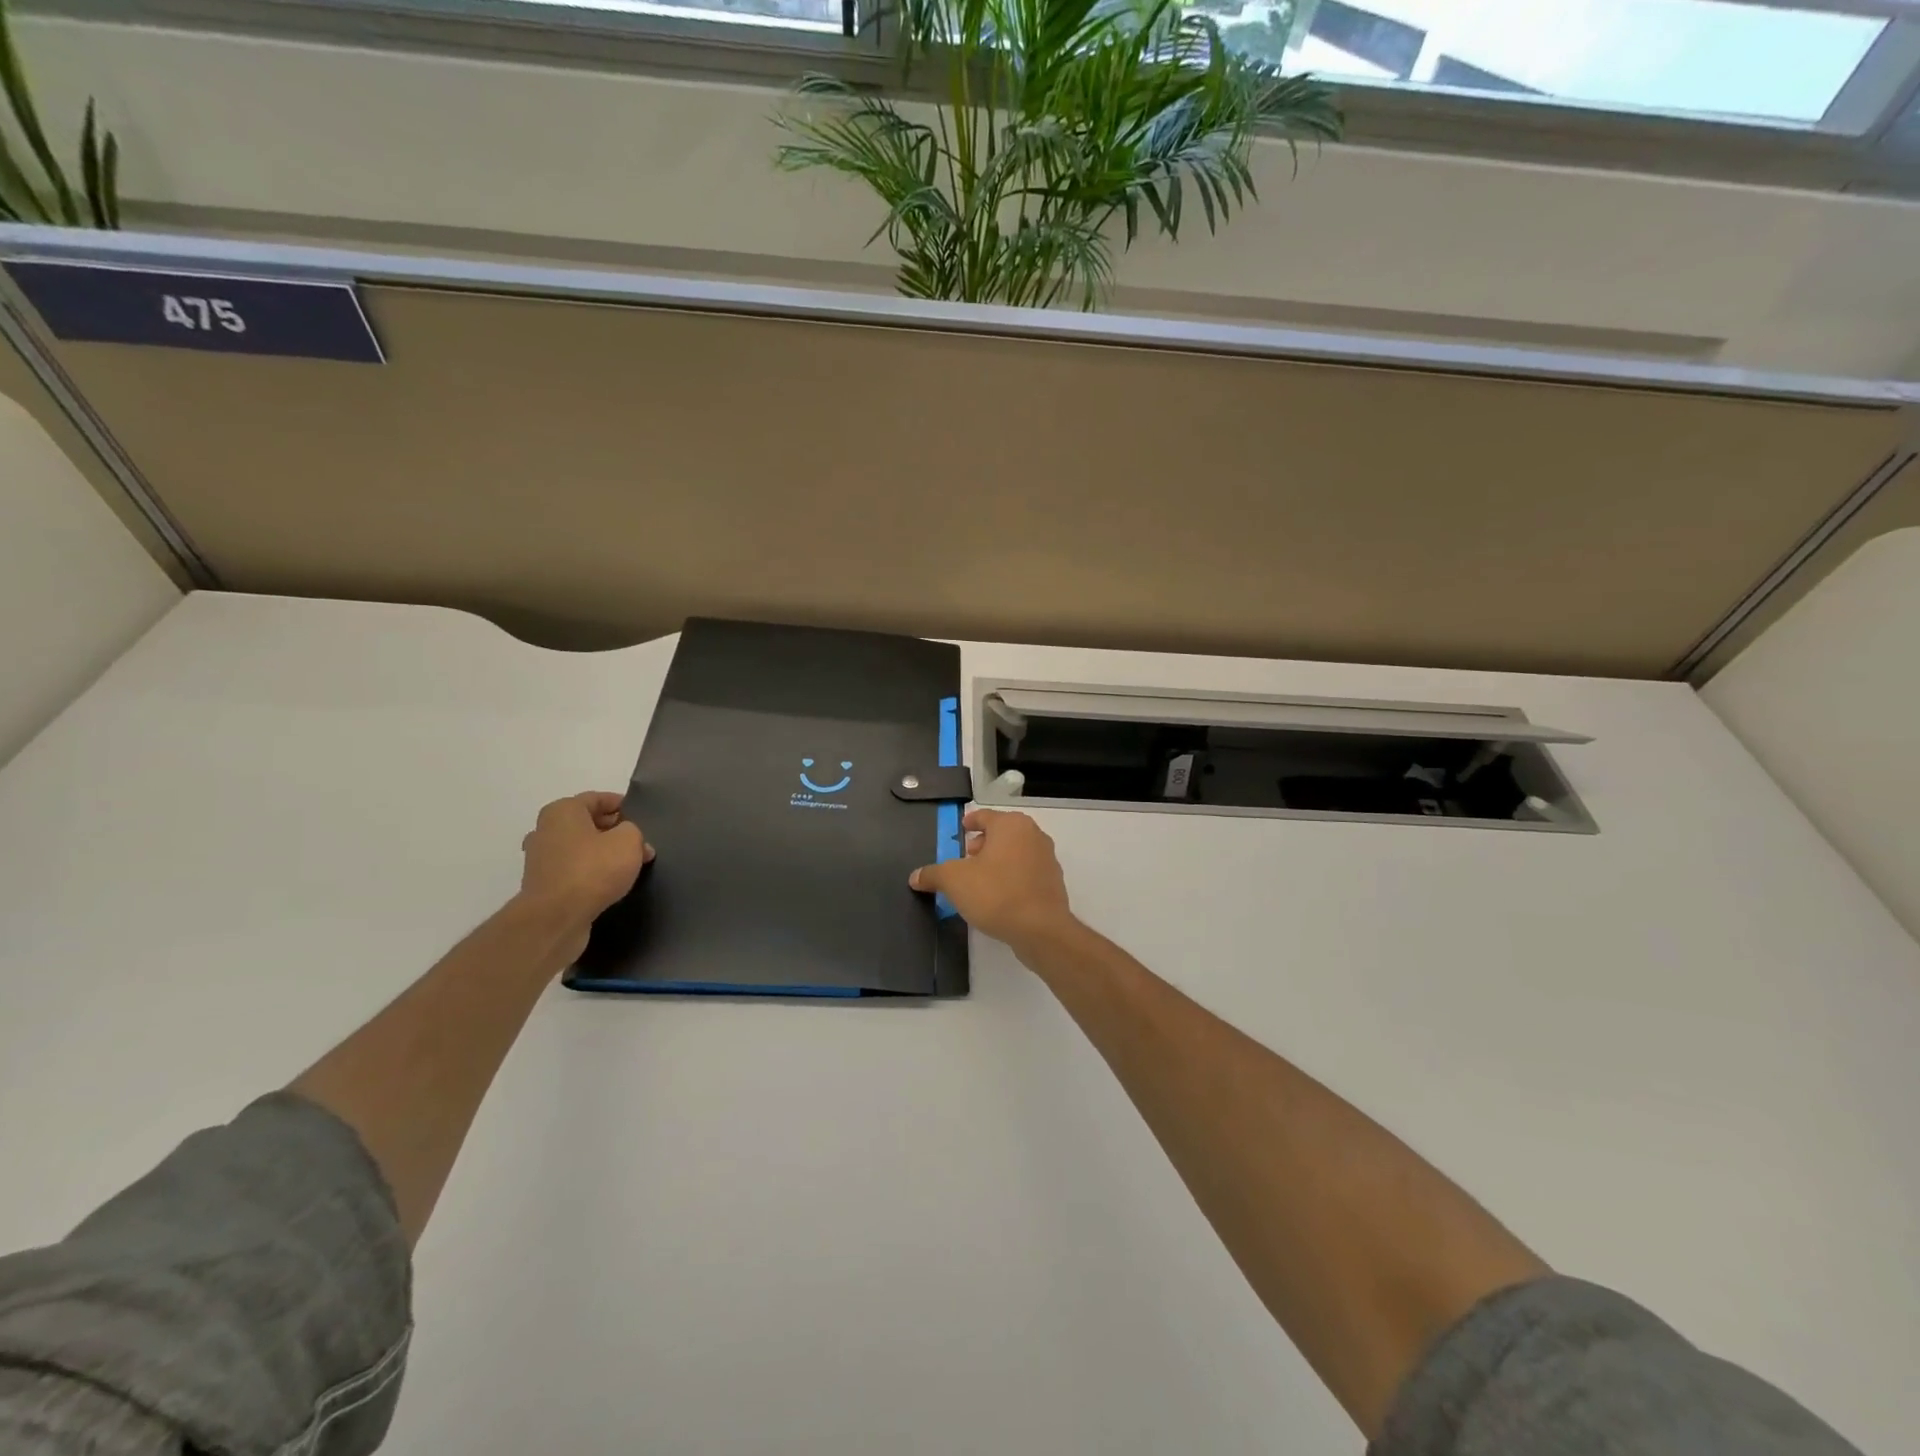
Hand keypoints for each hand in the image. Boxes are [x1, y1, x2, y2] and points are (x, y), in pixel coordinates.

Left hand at [518, 792, 651, 944]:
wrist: (555, 918)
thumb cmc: (593, 869)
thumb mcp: (628, 841)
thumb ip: (633, 831)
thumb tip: (629, 838)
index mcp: (562, 811)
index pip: (597, 798)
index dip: (622, 805)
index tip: (642, 817)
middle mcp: (546, 830)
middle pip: (587, 823)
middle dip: (615, 832)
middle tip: (640, 844)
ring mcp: (541, 860)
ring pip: (581, 848)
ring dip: (604, 854)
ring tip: (630, 866)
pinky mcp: (543, 886)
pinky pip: (574, 870)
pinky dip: (592, 873)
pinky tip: (611, 884)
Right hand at [910, 808, 1075, 952]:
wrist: (1040, 929)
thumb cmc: (996, 893)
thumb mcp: (954, 881)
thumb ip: (933, 874)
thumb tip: (915, 876)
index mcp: (1011, 825)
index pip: (984, 816)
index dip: (969, 823)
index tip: (960, 831)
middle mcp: (1033, 835)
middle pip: (1001, 833)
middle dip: (982, 845)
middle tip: (965, 860)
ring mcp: (1047, 859)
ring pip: (1015, 853)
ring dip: (997, 862)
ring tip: (979, 881)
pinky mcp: (1053, 883)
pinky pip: (1026, 873)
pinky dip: (1012, 878)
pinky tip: (999, 897)